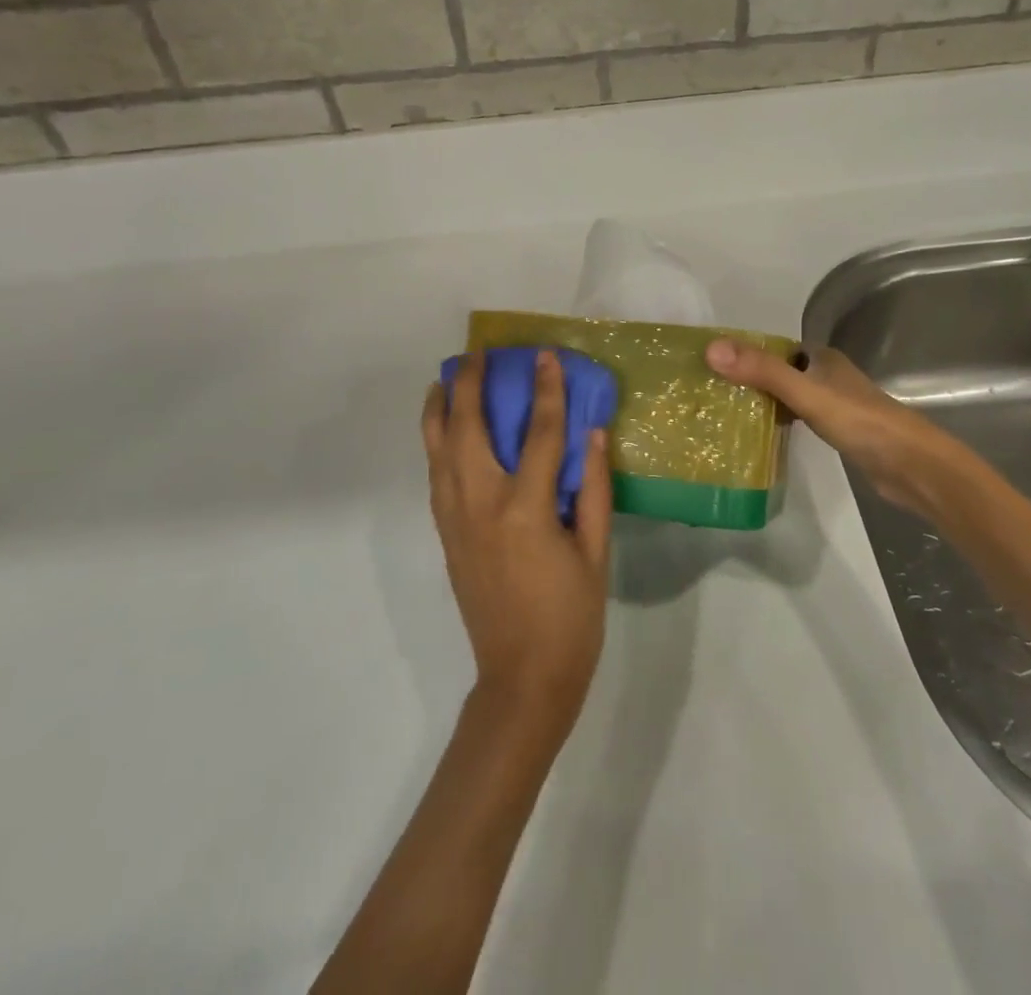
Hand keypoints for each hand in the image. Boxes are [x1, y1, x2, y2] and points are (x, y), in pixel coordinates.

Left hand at [423, 351, 612, 737]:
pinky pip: (436, 474)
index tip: (545, 356)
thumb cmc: (571, 616)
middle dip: (470, 384)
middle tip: (477, 353)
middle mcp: (481, 505)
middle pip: (467, 429)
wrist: (522, 678)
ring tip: (448, 377)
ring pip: (438, 449)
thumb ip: (593, 488)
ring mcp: (456, 519)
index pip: (538, 433)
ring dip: (441, 407)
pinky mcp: (445, 534)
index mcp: (525, 509)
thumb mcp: (595, 552)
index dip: (546, 390)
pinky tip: (443, 427)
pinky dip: (435, 441)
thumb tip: (592, 433)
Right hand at [705, 339, 953, 512]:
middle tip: (714, 393)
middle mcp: (829, 375)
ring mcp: (836, 404)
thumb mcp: (805, 393)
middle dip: (752, 378)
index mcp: (822, 357)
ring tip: (728, 413)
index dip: (746, 353)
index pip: (775, 347)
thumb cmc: (859, 421)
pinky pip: (801, 418)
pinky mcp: (840, 431)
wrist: (910, 465)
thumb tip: (711, 349)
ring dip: (765, 401)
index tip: (712, 365)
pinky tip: (764, 434)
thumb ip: (762, 372)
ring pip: (791, 395)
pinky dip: (782, 421)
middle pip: (781, 371)